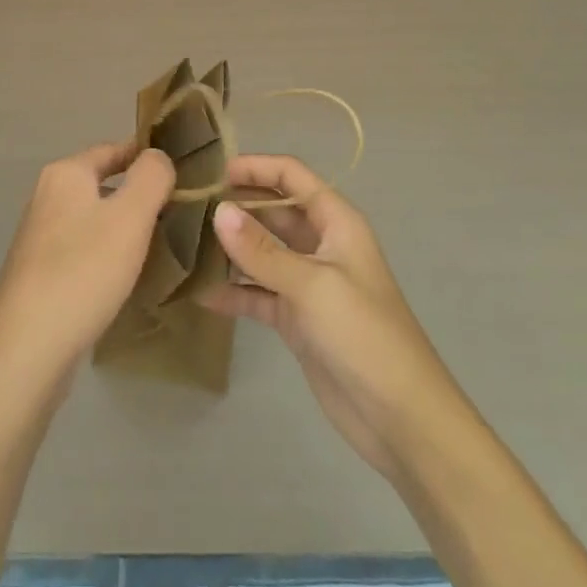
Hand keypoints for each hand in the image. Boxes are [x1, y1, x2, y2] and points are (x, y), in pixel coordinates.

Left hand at [0, 141, 173, 389]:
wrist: (29, 349)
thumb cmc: (83, 271)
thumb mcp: (130, 217)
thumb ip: (151, 177)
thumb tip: (157, 155)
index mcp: (65, 174)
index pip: (113, 149)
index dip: (146, 157)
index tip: (181, 171)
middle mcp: (46, 196)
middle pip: (101, 183)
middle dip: (137, 194)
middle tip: (178, 212)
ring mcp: (38, 235)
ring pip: (92, 218)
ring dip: (122, 226)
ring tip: (160, 244)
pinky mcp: (37, 272)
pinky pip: (81, 249)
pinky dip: (105, 254)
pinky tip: (124, 277)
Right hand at [199, 154, 455, 481]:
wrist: (401, 419)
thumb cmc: (364, 335)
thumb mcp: (312, 285)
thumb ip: (261, 250)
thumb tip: (218, 210)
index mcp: (336, 222)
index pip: (291, 176)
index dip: (256, 167)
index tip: (213, 172)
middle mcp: (320, 244)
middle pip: (272, 211)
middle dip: (235, 206)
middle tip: (188, 207)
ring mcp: (307, 282)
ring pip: (261, 252)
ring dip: (229, 248)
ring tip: (185, 243)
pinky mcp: (296, 318)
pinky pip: (257, 293)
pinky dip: (233, 292)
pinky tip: (200, 292)